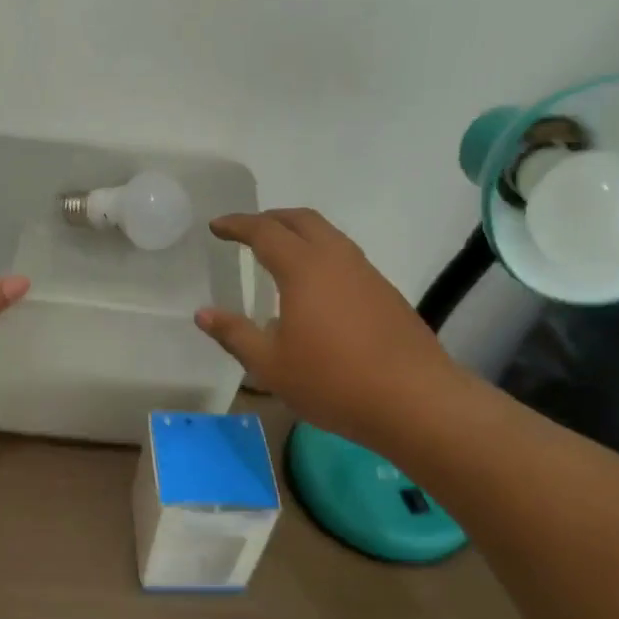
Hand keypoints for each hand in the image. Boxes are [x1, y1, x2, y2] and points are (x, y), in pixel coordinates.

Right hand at [195, 209, 466, 452]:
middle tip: (246, 231)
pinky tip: (314, 287)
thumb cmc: (333, 381)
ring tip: (278, 253)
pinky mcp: (385, 292)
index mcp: (304, 268)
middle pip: (301, 220)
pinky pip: (344, 257)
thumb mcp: (271, 365)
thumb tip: (203, 313)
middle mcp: (336, 259)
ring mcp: (366, 273)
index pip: (264, 231)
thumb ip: (235, 334)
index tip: (216, 227)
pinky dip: (320, 254)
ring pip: (328, 235)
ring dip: (299, 233)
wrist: (414, 399)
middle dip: (270, 219)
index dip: (237, 225)